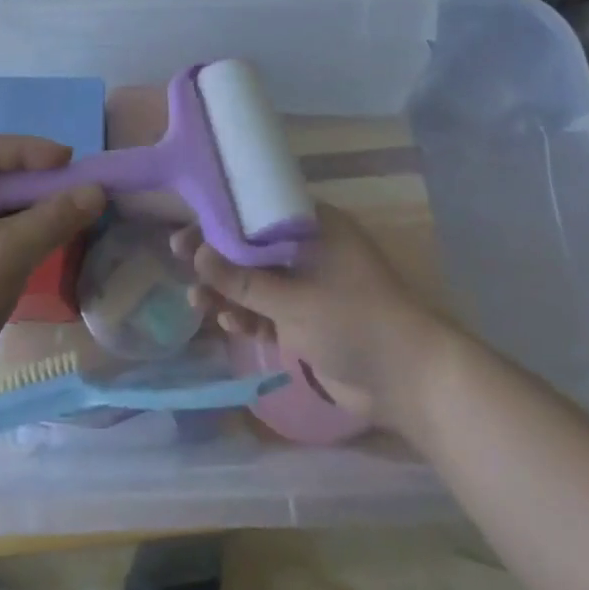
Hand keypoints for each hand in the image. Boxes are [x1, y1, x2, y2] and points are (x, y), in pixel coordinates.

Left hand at [0, 135, 103, 421]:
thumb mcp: (6, 253)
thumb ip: (54, 217)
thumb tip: (97, 191)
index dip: (29, 151)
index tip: (70, 162)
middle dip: (30, 185)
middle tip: (72, 193)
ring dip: (24, 215)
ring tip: (64, 222)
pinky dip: (11, 241)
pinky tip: (40, 252)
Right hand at [174, 204, 448, 432]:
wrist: (407, 379)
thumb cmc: (352, 320)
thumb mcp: (291, 299)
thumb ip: (242, 278)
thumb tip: (196, 253)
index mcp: (312, 226)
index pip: (256, 210)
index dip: (219, 218)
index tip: (188, 228)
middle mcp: (309, 249)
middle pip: (251, 246)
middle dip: (218, 258)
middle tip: (181, 260)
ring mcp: (308, 285)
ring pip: (257, 282)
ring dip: (228, 291)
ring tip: (197, 302)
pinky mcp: (308, 319)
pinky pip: (269, 310)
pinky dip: (249, 316)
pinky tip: (228, 323)